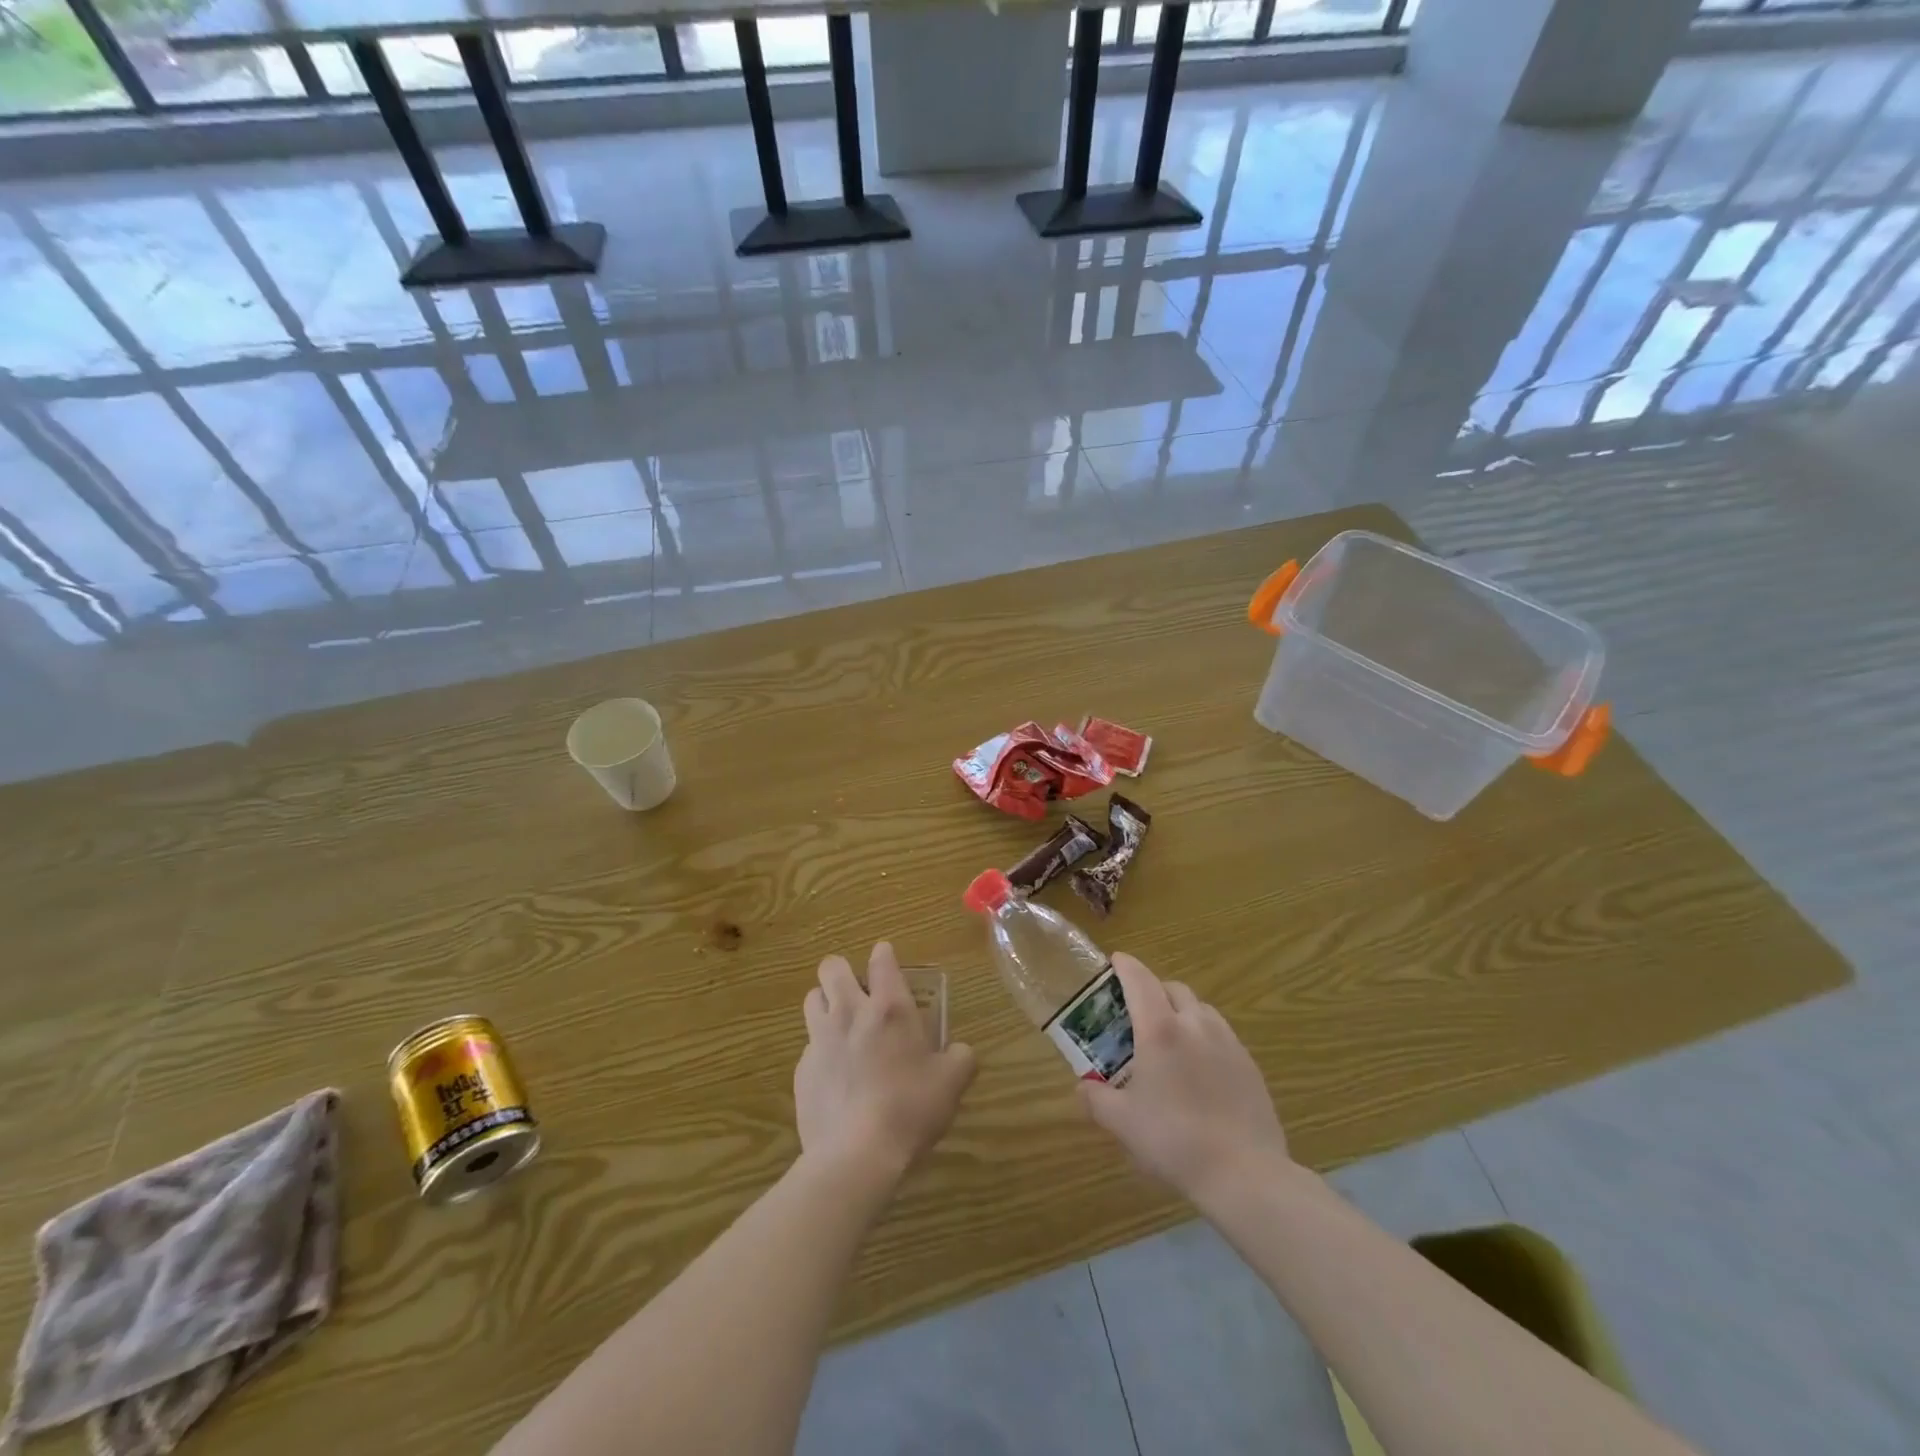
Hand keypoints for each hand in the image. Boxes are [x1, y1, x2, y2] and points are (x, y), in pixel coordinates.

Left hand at [795, 943, 975, 1185]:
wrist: (856, 1155)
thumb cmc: (910, 1109)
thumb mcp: (952, 1083)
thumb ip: (961, 1058)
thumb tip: (960, 1051)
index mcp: (889, 1007)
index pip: (881, 959)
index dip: (885, 956)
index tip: (889, 965)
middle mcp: (849, 1012)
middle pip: (832, 968)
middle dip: (843, 972)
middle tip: (859, 994)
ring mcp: (820, 1040)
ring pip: (812, 999)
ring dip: (826, 1004)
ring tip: (842, 1026)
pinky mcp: (802, 1070)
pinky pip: (808, 1046)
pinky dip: (820, 1050)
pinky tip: (836, 1076)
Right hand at [1079, 954, 1291, 1205]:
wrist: (1244, 1173)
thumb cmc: (1174, 1140)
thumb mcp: (1122, 1123)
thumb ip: (1096, 1099)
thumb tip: (1082, 1088)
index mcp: (1160, 1029)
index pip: (1140, 979)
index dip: (1125, 965)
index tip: (1115, 961)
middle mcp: (1195, 1024)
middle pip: (1173, 988)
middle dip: (1154, 990)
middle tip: (1138, 1013)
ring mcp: (1228, 1042)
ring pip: (1201, 1010)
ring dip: (1182, 1012)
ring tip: (1171, 1039)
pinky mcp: (1250, 1064)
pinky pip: (1222, 1035)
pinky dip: (1205, 1037)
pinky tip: (1200, 1069)